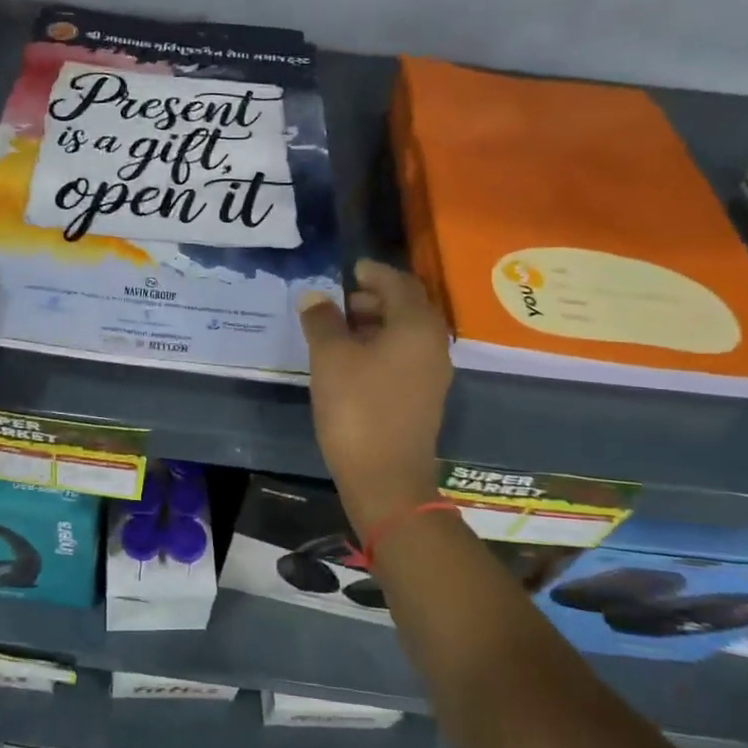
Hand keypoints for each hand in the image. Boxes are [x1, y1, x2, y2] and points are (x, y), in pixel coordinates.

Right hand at [298, 260, 452, 533]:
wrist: (385, 478)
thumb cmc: (357, 408)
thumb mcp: (330, 358)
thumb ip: (322, 320)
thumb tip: (315, 296)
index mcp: (416, 326)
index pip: (400, 283)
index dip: (374, 273)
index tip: (351, 269)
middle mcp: (432, 344)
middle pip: (407, 306)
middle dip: (374, 297)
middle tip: (340, 301)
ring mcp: (432, 373)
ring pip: (405, 333)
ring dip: (376, 323)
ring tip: (340, 329)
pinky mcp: (423, 397)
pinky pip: (405, 356)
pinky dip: (381, 346)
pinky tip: (352, 359)